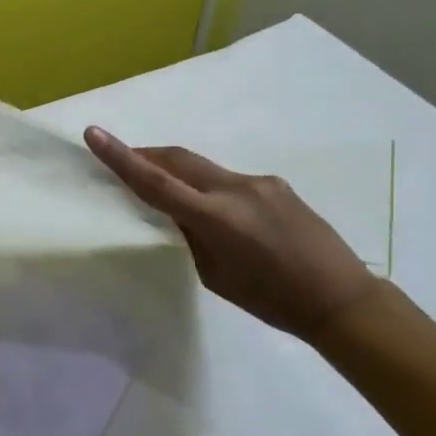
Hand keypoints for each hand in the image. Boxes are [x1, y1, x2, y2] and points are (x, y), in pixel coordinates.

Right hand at [84, 128, 377, 335]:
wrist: (340, 297)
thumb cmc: (272, 301)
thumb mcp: (216, 276)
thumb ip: (193, 235)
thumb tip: (180, 211)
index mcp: (217, 219)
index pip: (156, 183)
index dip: (121, 158)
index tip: (95, 134)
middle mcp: (236, 190)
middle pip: (177, 159)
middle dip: (147, 156)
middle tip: (123, 161)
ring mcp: (259, 182)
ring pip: (203, 168)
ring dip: (178, 173)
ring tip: (171, 195)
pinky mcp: (275, 184)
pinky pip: (229, 179)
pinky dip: (210, 188)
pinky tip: (221, 215)